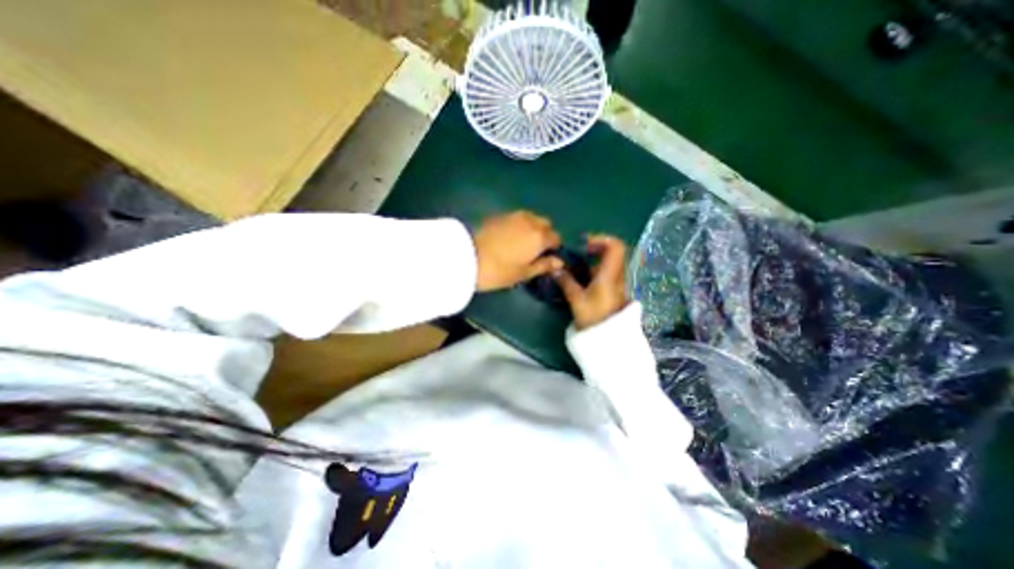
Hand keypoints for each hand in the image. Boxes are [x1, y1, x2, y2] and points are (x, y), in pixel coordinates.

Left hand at [474, 209, 562, 293]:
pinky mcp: (500, 215)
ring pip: (531, 218)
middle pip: (545, 224)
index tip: (546, 258)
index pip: (556, 238)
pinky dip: (519, 225)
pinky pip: (517, 218)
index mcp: (540, 237)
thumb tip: (560, 262)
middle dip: (544, 235)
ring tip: (521, 243)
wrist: (467, 257)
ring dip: (532, 228)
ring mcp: (514, 215)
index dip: (553, 248)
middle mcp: (530, 221)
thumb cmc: (499, 271)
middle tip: (534, 250)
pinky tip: (509, 237)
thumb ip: (544, 265)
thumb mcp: (524, 273)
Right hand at [554, 233, 626, 328]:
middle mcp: (617, 275)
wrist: (609, 340)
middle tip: (576, 254)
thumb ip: (566, 282)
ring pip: (606, 265)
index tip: (584, 244)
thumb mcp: (577, 299)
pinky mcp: (612, 292)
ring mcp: (616, 284)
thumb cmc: (594, 318)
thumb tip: (555, 270)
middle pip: (611, 253)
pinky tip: (578, 280)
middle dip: (593, 250)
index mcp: (610, 274)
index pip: (615, 246)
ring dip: (591, 262)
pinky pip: (604, 275)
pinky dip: (592, 272)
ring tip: (573, 268)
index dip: (600, 239)